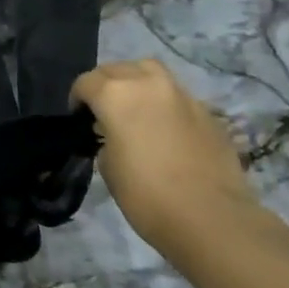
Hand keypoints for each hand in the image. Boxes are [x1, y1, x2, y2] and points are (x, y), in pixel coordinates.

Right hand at [72, 60, 259, 256]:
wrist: (211, 218)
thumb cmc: (146, 195)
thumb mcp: (107, 166)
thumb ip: (106, 139)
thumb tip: (114, 135)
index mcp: (115, 95)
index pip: (86, 82)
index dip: (77, 99)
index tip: (79, 120)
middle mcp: (148, 84)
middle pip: (117, 69)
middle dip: (105, 84)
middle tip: (103, 111)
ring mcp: (182, 95)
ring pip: (150, 72)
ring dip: (136, 82)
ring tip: (134, 108)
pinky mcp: (207, 112)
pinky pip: (177, 96)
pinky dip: (164, 103)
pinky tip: (165, 129)